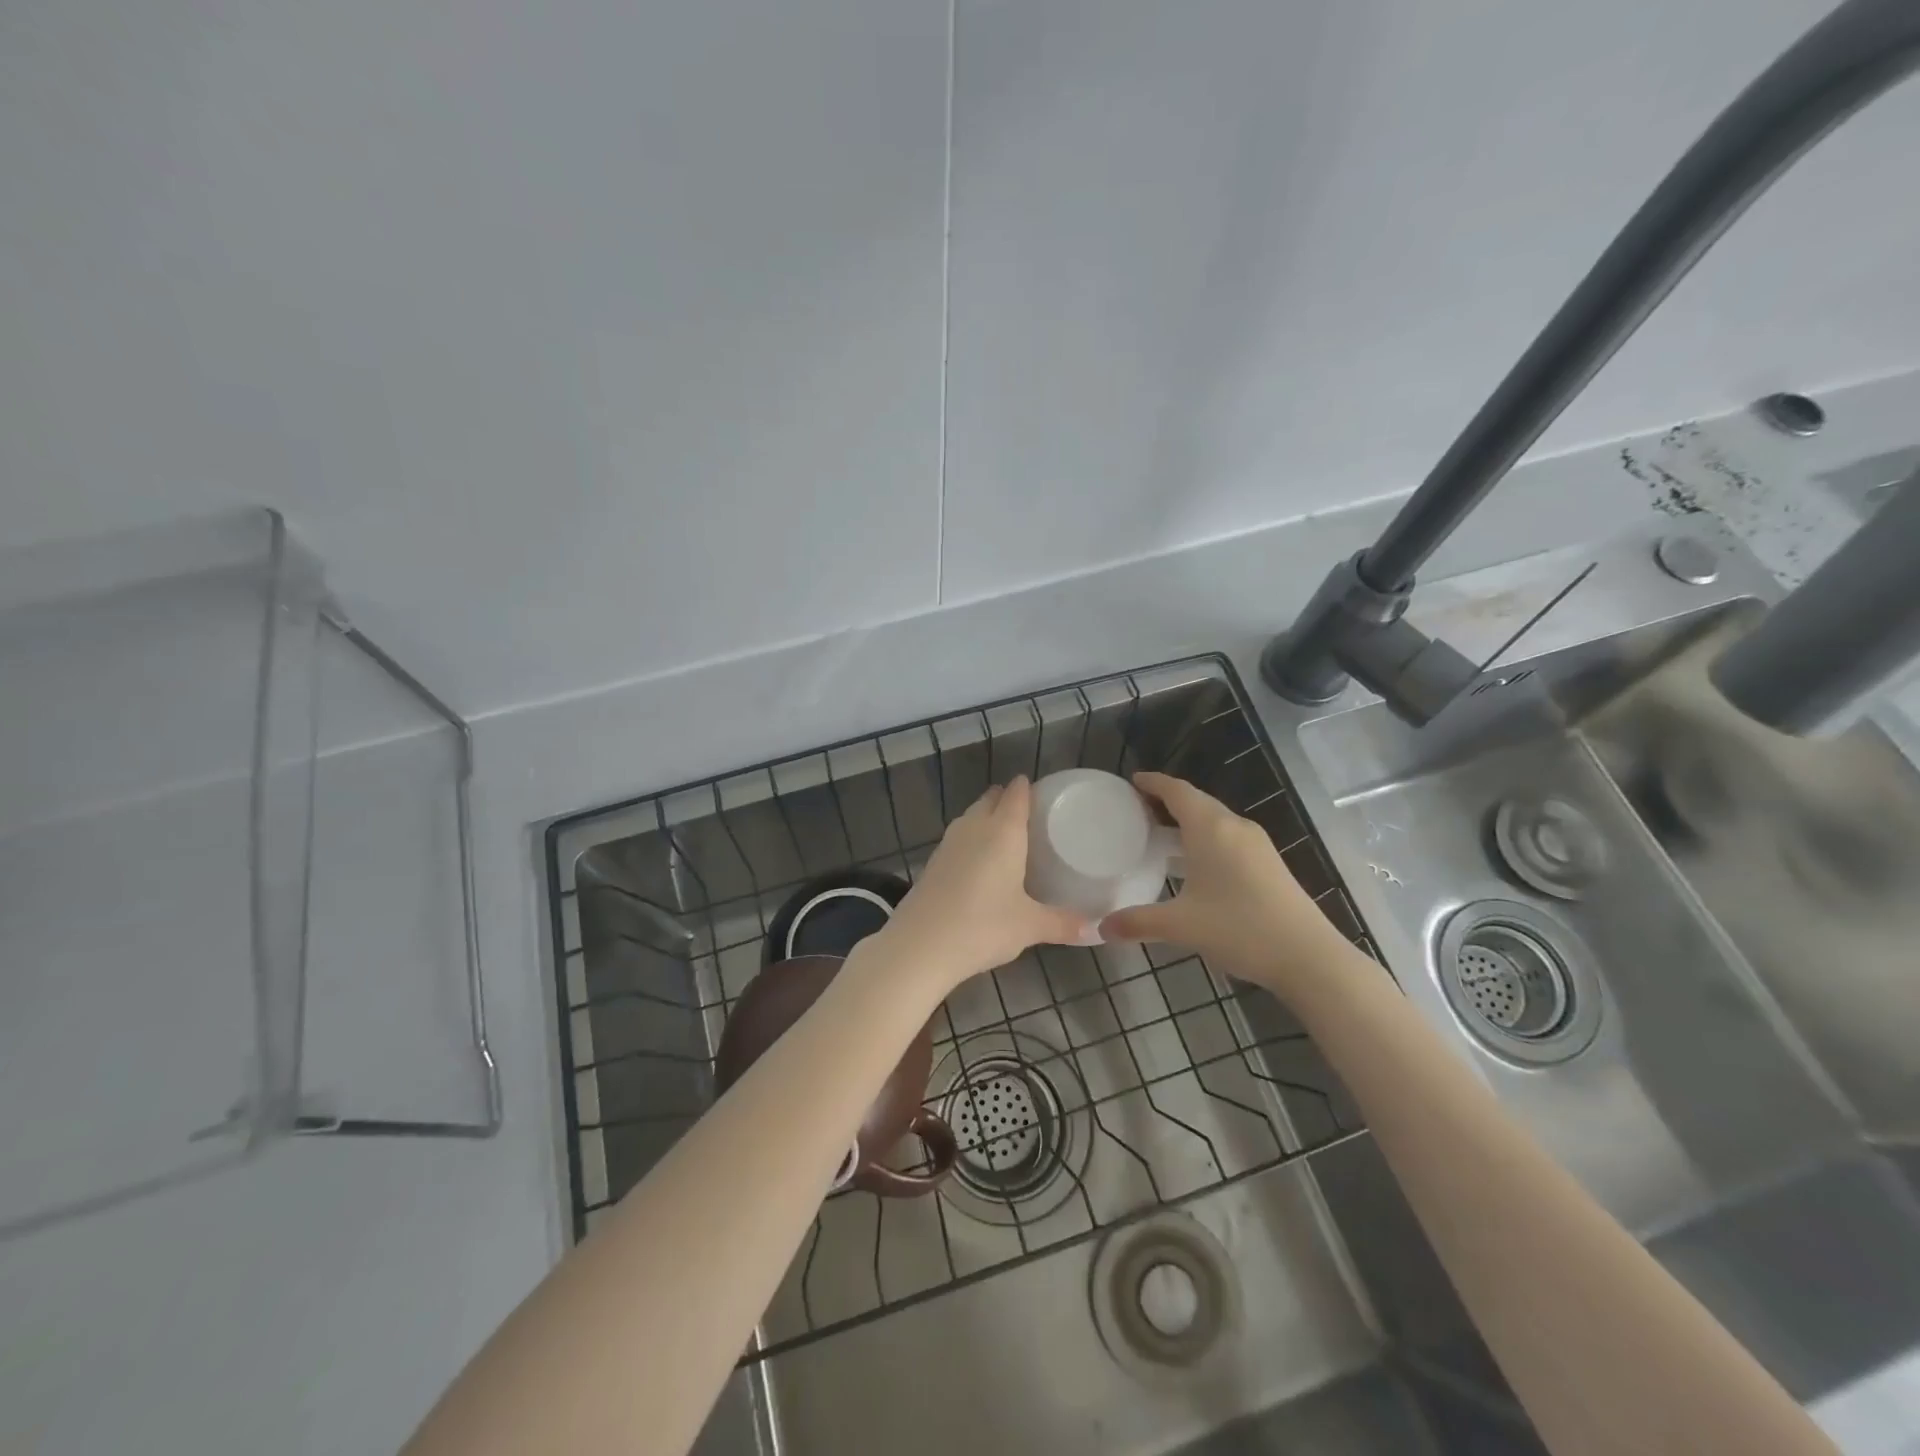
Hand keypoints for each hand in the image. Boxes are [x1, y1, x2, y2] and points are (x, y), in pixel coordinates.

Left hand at [877, 777, 1089, 990]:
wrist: (920, 945)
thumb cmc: (983, 926)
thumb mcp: (1029, 926)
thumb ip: (1063, 923)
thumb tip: (1096, 929)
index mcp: (1003, 832)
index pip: (1016, 794)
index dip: (1027, 788)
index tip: (1041, 792)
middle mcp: (974, 827)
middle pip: (990, 799)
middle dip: (1006, 800)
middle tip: (1028, 814)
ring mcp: (948, 843)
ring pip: (970, 817)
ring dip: (985, 817)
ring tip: (1004, 834)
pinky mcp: (932, 862)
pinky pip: (957, 838)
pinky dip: (970, 840)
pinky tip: (978, 862)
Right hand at [1099, 772, 1350, 996]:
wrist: (1308, 956)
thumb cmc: (1239, 929)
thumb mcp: (1181, 926)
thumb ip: (1138, 922)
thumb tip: (1102, 928)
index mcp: (1211, 828)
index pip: (1177, 791)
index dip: (1153, 783)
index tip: (1132, 781)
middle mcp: (1234, 827)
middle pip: (1196, 801)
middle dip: (1167, 800)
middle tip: (1137, 809)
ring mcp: (1256, 844)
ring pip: (1214, 819)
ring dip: (1187, 820)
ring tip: (1159, 834)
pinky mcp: (1268, 862)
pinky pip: (1228, 836)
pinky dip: (1204, 837)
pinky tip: (1194, 862)